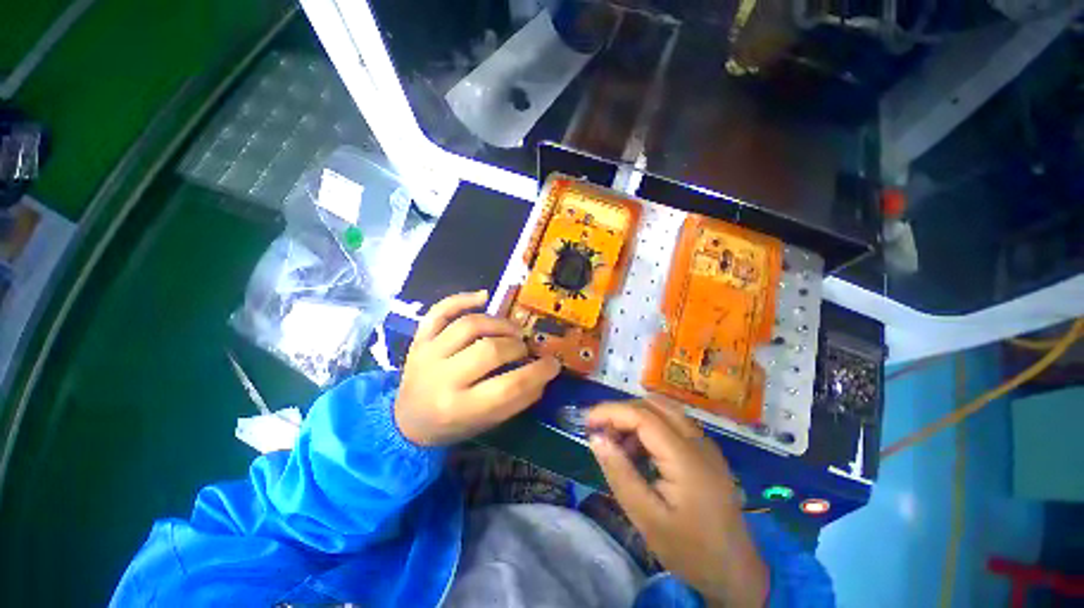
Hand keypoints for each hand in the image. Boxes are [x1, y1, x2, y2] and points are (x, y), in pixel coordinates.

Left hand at [395, 290, 560, 445]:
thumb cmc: (451, 425)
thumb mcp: (486, 423)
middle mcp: (441, 378)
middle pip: (489, 350)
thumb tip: (544, 373)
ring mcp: (427, 354)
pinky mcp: (420, 339)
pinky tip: (484, 296)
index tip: (553, 363)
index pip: (508, 387)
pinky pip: (440, 311)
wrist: (406, 421)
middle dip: (517, 347)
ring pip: (469, 325)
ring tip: (513, 331)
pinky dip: (463, 299)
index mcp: (459, 409)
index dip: (538, 372)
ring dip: (499, 324)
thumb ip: (517, 400)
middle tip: (525, 349)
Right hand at [586, 398, 769, 607]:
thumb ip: (620, 474)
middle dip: (622, 412)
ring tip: (619, 445)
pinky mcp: (706, 451)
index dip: (611, 412)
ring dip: (636, 418)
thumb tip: (596, 438)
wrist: (737, 573)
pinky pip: (673, 424)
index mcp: (686, 458)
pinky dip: (650, 428)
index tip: (587, 422)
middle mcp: (698, 442)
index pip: (642, 415)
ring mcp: (706, 444)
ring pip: (664, 411)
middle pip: (653, 406)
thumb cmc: (691, 550)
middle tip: (601, 433)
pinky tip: (640, 453)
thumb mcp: (647, 518)